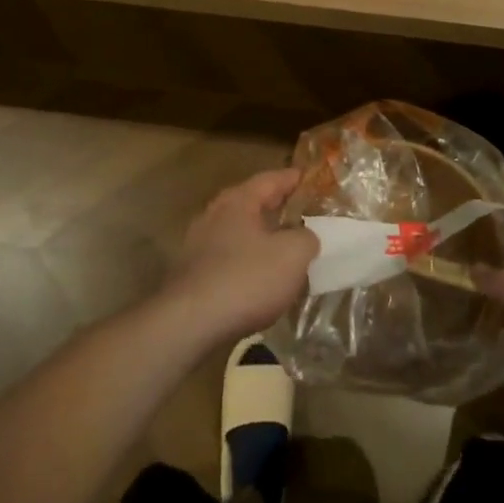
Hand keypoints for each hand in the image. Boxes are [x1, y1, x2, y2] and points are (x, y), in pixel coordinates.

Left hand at [160, 169, 317, 351]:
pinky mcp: (193, 273)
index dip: (294, 178)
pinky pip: (229, 257)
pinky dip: (248, 260)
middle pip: (252, 203)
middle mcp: (215, 214)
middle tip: (304, 213)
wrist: (190, 323)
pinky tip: (262, 278)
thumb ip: (306, 238)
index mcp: (238, 200)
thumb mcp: (292, 255)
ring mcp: (199, 244)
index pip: (271, 179)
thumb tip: (306, 236)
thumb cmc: (246, 278)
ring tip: (286, 248)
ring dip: (262, 237)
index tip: (313, 180)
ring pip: (239, 232)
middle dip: (277, 208)